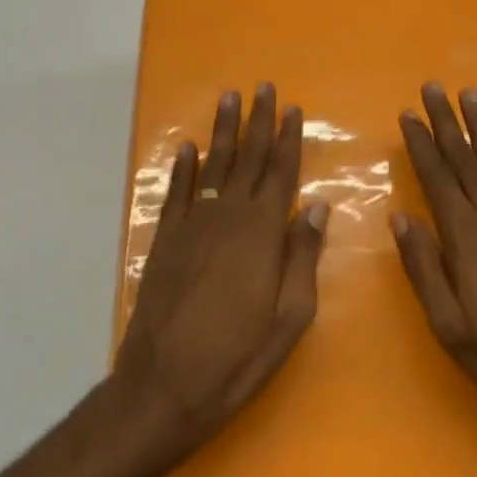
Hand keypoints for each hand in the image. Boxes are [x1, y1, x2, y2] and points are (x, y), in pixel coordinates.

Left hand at [112, 85, 327, 465]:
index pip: (279, 173)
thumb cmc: (237, 357)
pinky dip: (183, 169)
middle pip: (246, 159)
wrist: (162, 387)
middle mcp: (226, 218)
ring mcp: (191, 227)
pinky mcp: (164, 242)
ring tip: (229, 99)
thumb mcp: (290, 317)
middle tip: (263, 88)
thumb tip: (315, 206)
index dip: (287, 139)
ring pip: (211, 167)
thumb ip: (302, 257)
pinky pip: (176, 194)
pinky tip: (189, 149)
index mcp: (261, 234)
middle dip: (257, 122)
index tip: (293, 109)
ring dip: (222, 132)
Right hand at [393, 84, 476, 454]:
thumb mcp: (449, 324)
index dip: (421, 144)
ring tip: (470, 95)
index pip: (437, 178)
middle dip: (446, 122)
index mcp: (466, 238)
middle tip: (433, 86)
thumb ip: (424, 268)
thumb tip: (400, 218)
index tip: (408, 113)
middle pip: (465, 160)